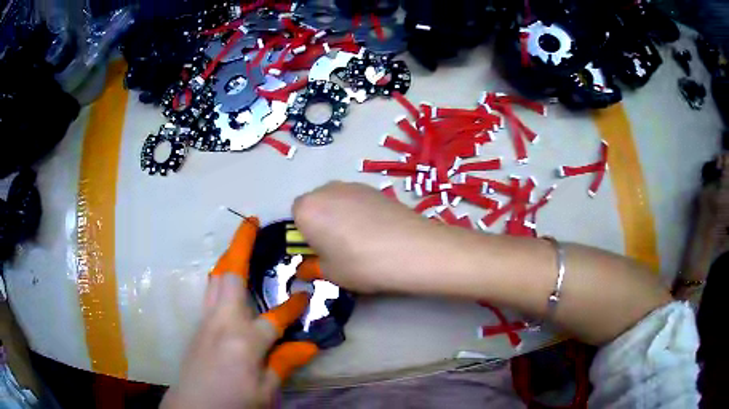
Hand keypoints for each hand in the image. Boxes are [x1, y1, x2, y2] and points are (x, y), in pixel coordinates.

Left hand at [162, 218, 317, 408]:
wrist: (193, 408)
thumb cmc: (233, 402)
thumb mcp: (265, 390)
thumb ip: (284, 363)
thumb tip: (310, 345)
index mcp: (244, 339)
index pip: (276, 317)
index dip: (294, 306)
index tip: (307, 295)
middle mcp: (223, 322)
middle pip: (230, 275)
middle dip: (241, 245)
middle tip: (253, 222)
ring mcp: (207, 321)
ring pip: (215, 279)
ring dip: (228, 257)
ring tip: (241, 244)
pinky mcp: (200, 326)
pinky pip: (211, 292)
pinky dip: (221, 277)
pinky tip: (229, 282)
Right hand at [292, 182, 473, 294]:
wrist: (411, 249)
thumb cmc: (361, 264)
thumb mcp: (330, 274)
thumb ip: (314, 267)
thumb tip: (311, 266)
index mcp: (307, 209)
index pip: (295, 216)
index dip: (306, 234)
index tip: (320, 249)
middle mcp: (327, 189)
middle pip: (317, 204)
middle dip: (322, 222)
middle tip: (339, 246)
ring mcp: (353, 185)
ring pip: (338, 201)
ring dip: (341, 216)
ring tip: (362, 240)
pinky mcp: (376, 188)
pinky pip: (358, 200)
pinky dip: (361, 212)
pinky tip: (378, 231)